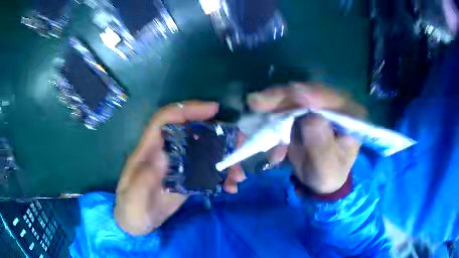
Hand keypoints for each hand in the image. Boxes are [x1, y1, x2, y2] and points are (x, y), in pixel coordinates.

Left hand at [114, 101, 245, 235]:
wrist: (136, 223)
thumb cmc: (129, 209)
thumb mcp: (132, 199)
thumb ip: (142, 181)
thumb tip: (161, 159)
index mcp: (149, 150)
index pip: (166, 119)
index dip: (187, 109)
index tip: (213, 109)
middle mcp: (166, 153)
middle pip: (193, 132)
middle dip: (219, 133)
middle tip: (241, 143)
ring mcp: (179, 166)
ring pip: (205, 152)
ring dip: (225, 158)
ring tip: (239, 174)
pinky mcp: (188, 180)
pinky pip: (208, 172)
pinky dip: (222, 176)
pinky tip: (231, 187)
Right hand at [247, 82, 365, 193]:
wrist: (319, 179)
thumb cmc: (328, 175)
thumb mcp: (327, 168)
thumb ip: (322, 146)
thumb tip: (311, 119)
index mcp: (351, 115)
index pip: (334, 99)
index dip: (314, 95)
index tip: (293, 93)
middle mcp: (335, 104)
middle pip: (310, 92)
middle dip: (285, 96)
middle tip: (259, 100)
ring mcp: (317, 105)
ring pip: (294, 96)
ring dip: (273, 102)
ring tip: (255, 104)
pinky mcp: (302, 109)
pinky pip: (284, 105)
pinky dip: (271, 112)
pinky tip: (261, 120)